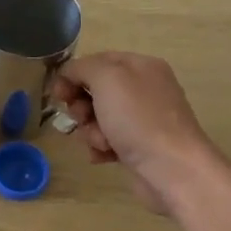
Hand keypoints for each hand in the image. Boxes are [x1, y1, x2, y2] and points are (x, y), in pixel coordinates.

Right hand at [52, 52, 224, 213]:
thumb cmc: (138, 118)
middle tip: (82, 117)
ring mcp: (143, 120)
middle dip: (82, 105)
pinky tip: (104, 156)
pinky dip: (101, 148)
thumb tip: (70, 75)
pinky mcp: (140, 147)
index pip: (97, 61)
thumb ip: (82, 68)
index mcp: (141, 66)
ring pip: (99, 118)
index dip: (74, 74)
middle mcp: (144, 89)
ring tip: (101, 142)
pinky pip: (108, 140)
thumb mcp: (107, 79)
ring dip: (91, 130)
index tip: (58, 94)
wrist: (172, 169)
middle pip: (96, 90)